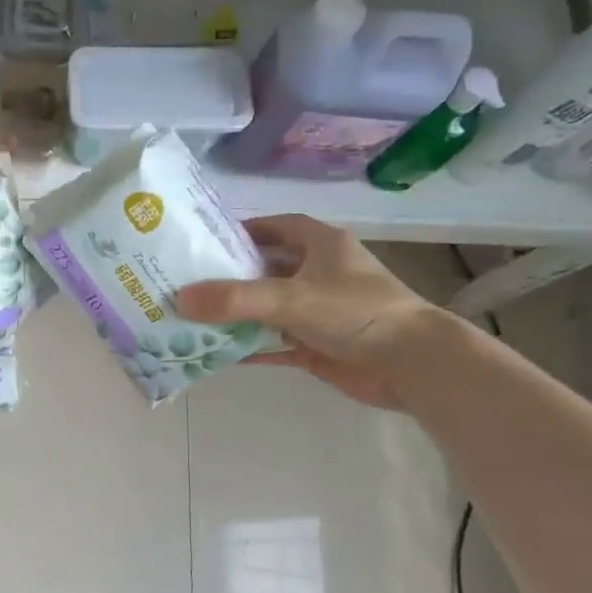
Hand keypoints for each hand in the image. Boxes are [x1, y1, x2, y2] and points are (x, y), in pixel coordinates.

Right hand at [177, 215, 441, 409]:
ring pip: (268, 308)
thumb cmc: (356, 313)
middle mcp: (321, 275)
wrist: (412, 365)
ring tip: (192, 317)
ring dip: (236, 314)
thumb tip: (179, 299)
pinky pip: (274, 343)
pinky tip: (217, 352)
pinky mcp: (318, 346)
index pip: (279, 227)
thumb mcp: (290, 298)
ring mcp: (320, 313)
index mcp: (323, 247)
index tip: (207, 241)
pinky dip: (249, 347)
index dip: (245, 230)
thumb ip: (234, 299)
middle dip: (230, 276)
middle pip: (267, 269)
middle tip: (187, 282)